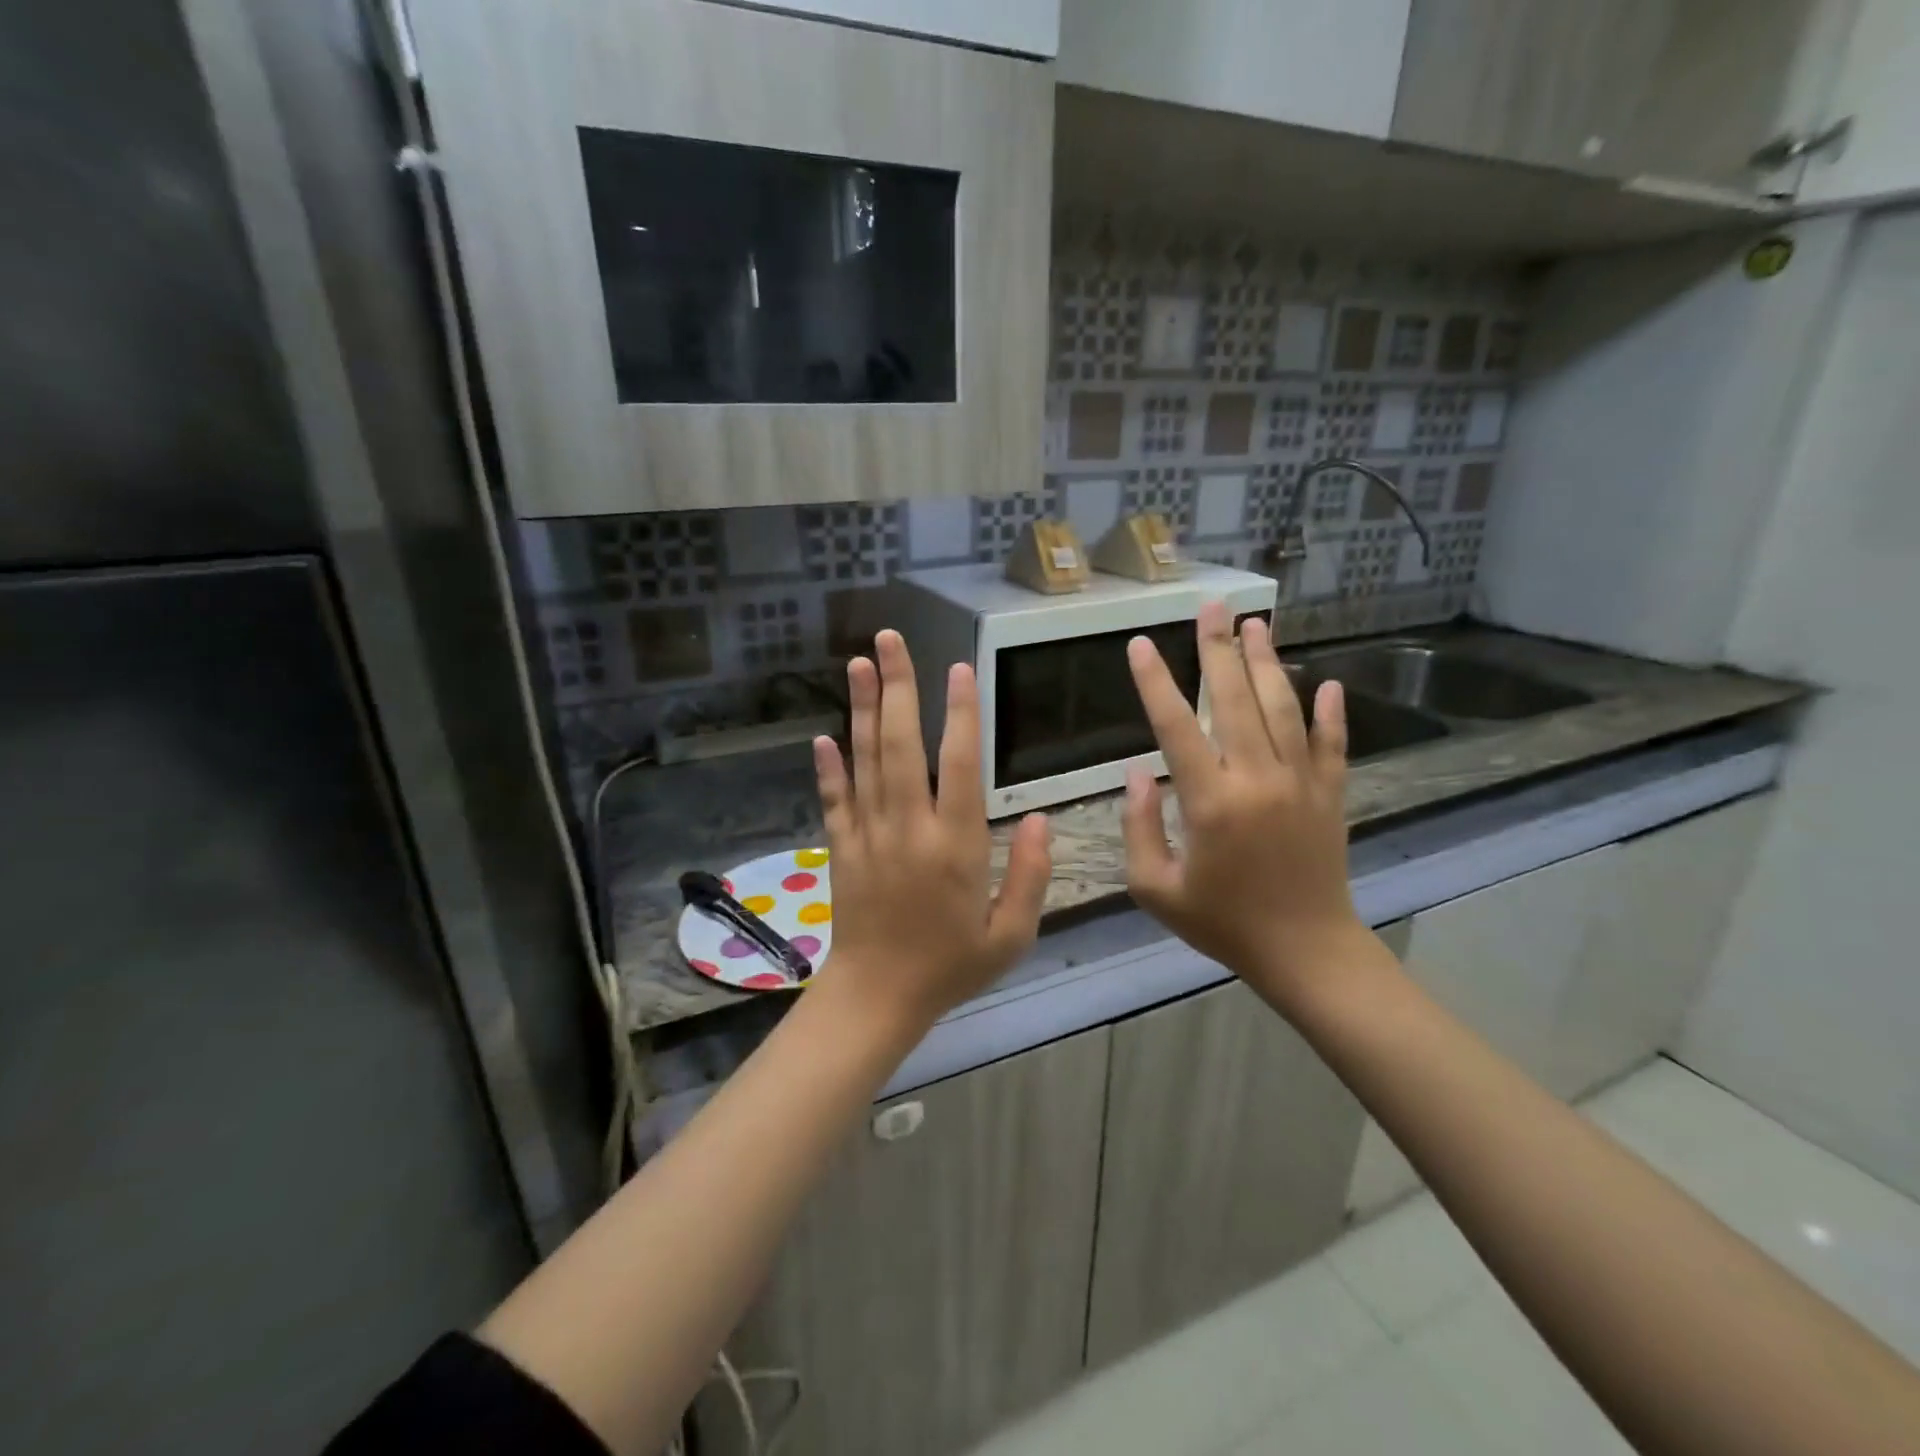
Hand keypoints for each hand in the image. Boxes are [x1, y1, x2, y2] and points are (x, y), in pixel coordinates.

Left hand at [812, 630, 1051, 1036]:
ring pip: (864, 761)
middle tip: (890, 639)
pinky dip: (828, 766)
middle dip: (898, 687)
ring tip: (857, 662)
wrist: (878, 998)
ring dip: (861, 709)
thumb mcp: (1011, 935)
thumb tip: (1045, 820)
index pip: (959, 765)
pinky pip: (833, 799)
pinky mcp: (840, 849)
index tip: (960, 669)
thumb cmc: (950, 967)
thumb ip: (1032, 875)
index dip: (961, 713)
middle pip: (901, 745)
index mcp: (955, 846)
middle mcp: (908, 829)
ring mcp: (868, 835)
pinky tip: (824, 734)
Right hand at [1122, 602, 1383, 1011]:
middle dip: (1219, 649)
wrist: (1305, 952)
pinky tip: (1326, 682)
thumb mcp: (1156, 889)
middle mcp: (1258, 779)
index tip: (1142, 644)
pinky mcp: (1331, 795)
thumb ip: (1140, 828)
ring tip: (1257, 625)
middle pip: (1236, 700)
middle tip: (1212, 607)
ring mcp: (1301, 783)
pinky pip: (1331, 743)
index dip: (1156, 682)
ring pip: (1284, 709)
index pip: (1176, 726)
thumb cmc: (1223, 923)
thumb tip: (1140, 773)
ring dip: (1268, 664)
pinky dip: (1330, 712)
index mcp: (1211, 802)